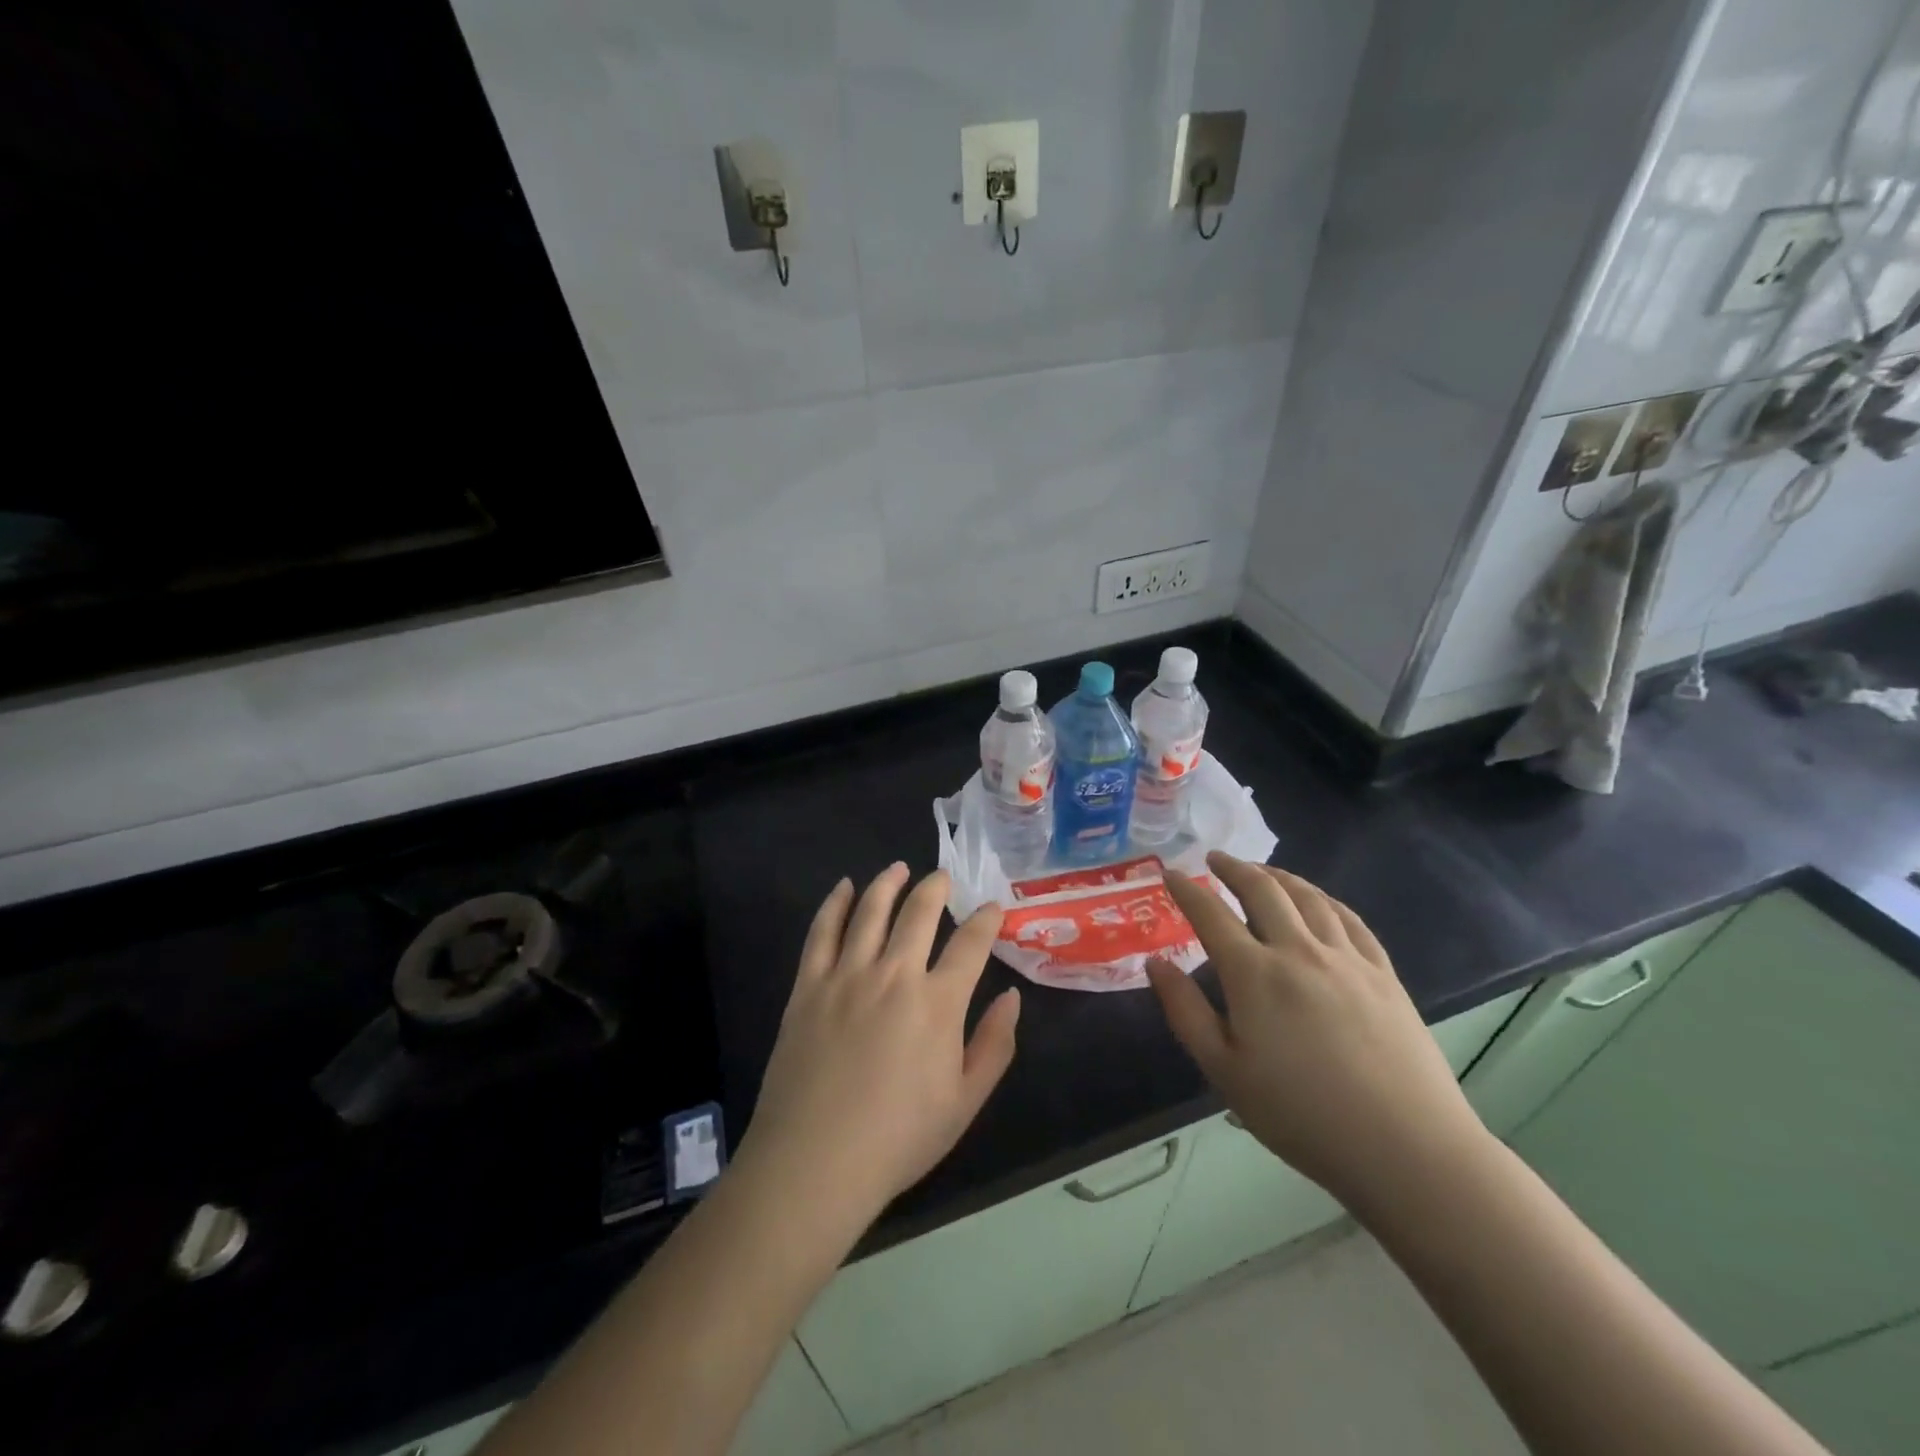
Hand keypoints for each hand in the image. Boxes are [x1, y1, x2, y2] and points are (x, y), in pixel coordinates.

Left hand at [735, 864, 1019, 1232]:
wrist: (814, 1162)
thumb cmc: (898, 1139)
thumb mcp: (965, 1102)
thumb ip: (995, 1045)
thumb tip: (1011, 996)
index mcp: (938, 1003)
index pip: (970, 944)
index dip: (986, 919)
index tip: (993, 907)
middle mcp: (894, 975)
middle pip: (919, 912)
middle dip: (936, 888)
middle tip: (943, 876)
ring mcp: (847, 975)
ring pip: (871, 910)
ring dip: (888, 883)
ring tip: (899, 869)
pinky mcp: (809, 985)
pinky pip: (823, 931)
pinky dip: (835, 904)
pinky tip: (844, 888)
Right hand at [1146, 852, 1487, 1211]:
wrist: (1405, 1148)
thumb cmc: (1301, 1115)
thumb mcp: (1224, 1071)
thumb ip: (1185, 1011)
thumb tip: (1155, 963)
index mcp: (1254, 974)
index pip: (1211, 914)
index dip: (1186, 890)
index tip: (1168, 873)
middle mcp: (1298, 951)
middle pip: (1262, 890)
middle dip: (1233, 868)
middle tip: (1214, 860)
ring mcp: (1346, 959)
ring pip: (1308, 897)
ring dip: (1279, 876)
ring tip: (1262, 871)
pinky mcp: (1383, 974)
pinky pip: (1350, 920)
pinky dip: (1325, 899)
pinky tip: (1319, 901)